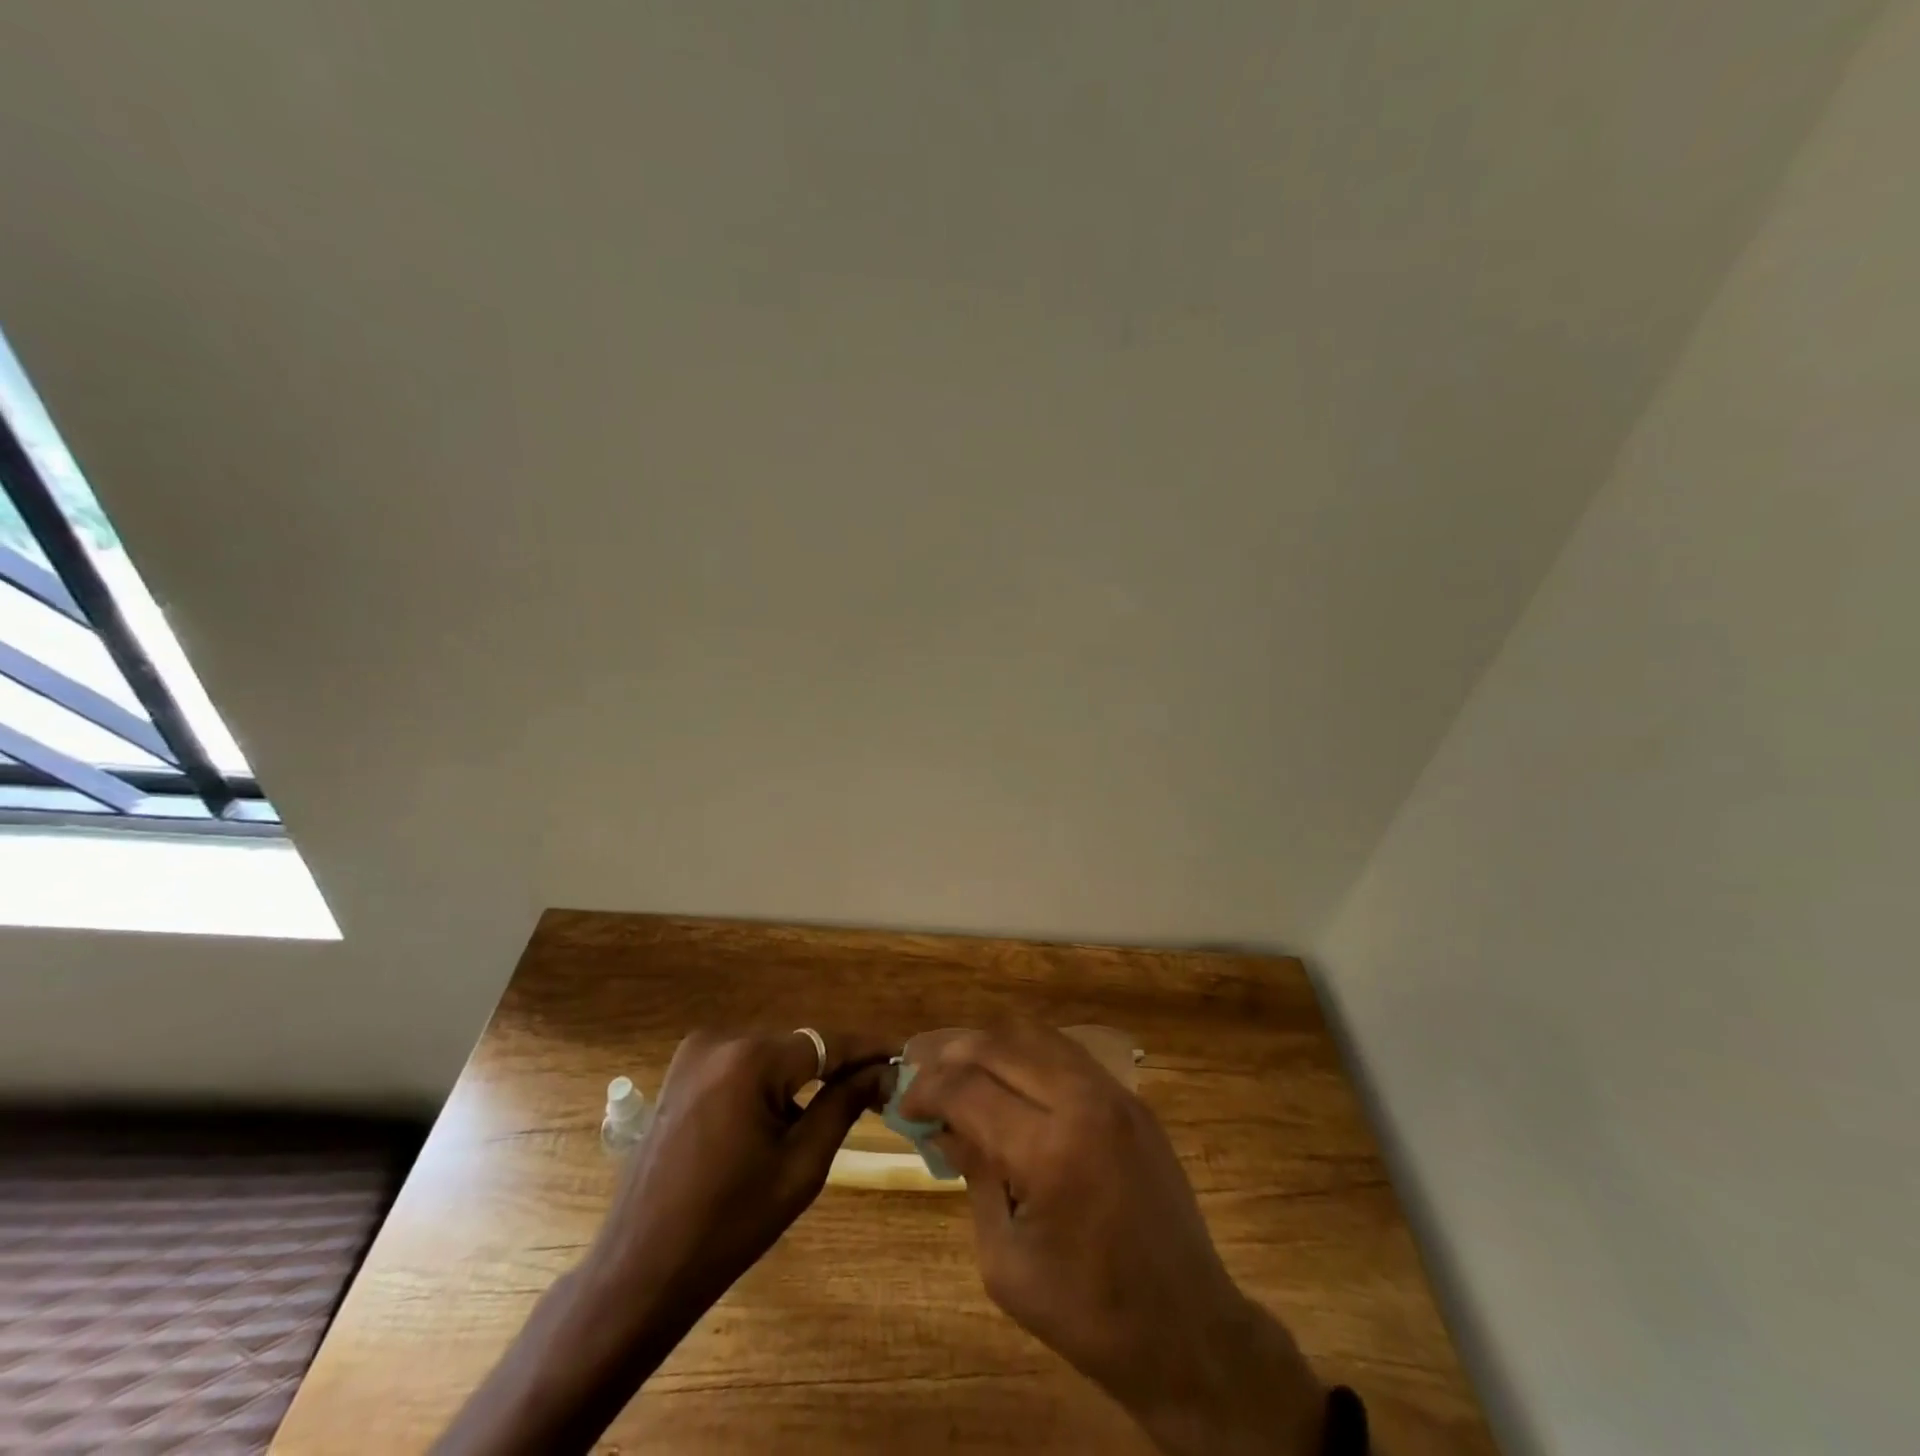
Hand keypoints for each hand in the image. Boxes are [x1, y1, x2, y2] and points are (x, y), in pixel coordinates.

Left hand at [592, 1026, 893, 1313]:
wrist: (640, 1270)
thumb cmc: (728, 1225)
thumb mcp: (800, 1166)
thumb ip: (844, 1106)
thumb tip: (882, 1072)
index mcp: (749, 1060)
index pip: (826, 1042)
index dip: (867, 1049)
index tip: (903, 1057)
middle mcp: (720, 1040)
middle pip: (798, 1046)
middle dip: (836, 1065)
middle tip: (876, 1087)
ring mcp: (694, 1053)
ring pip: (771, 1054)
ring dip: (802, 1075)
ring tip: (839, 1101)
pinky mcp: (681, 1072)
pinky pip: (742, 1065)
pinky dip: (768, 1082)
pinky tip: (786, 1113)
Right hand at [901, 1022, 1329, 1454]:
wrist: (1188, 1328)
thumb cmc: (1087, 1313)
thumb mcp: (1005, 1261)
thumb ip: (973, 1176)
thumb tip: (945, 1125)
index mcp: (1050, 1150)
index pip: (969, 1088)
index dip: (927, 1089)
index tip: (903, 1103)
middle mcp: (1083, 1102)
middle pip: (999, 1045)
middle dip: (950, 1052)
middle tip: (919, 1068)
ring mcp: (1114, 1093)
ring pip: (1035, 1035)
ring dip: (989, 1044)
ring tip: (956, 1063)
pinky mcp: (1131, 1098)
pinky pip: (1066, 1052)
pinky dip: (1026, 1053)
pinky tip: (1007, 1074)